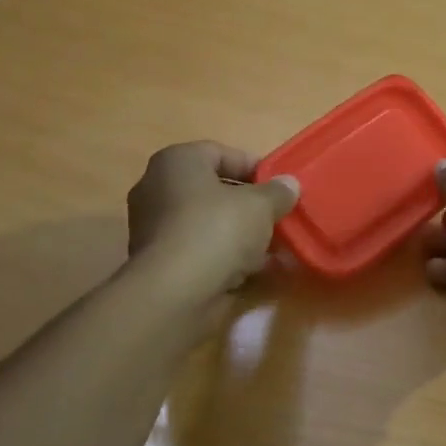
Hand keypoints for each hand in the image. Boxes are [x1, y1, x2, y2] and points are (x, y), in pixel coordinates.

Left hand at [126, 142, 300, 300]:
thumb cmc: (217, 230)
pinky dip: (227, 258)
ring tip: (275, 247)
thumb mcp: (260, 205)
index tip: (280, 186)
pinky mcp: (161, 263)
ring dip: (241, 234)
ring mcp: (156, 228)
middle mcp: (157, 189)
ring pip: (209, 224)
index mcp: (176, 162)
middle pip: (214, 190)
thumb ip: (278, 192)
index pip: (220, 152)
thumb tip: (289, 184)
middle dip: (249, 205)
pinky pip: (202, 251)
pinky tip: (257, 270)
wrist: (176, 292)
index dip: (254, 167)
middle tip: (278, 216)